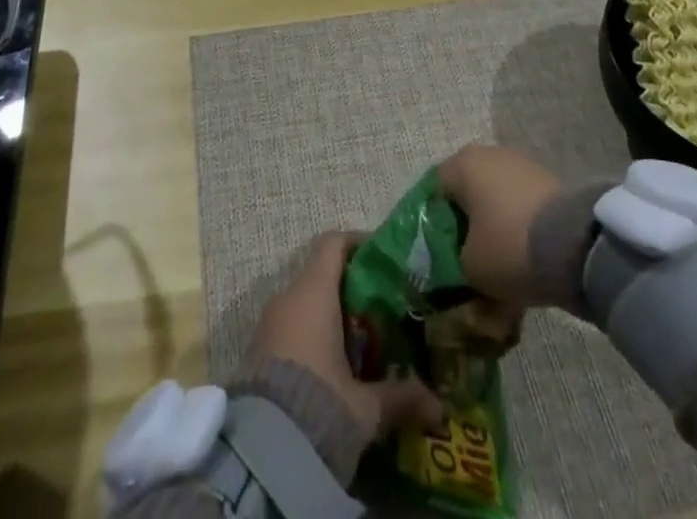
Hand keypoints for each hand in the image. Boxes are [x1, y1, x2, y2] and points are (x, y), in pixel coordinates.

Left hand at [250, 233, 445, 439]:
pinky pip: (290, 328)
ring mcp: (268, 323)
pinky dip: (312, 336)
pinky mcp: (257, 352)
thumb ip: (402, 397)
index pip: (333, 244)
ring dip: (330, 316)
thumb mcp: (366, 406)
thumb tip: (439, 406)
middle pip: (321, 274)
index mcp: (314, 292)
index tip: (382, 259)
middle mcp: (288, 297)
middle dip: (350, 289)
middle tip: (382, 311)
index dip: (357, 244)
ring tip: (363, 345)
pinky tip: (334, 369)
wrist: (261, 452)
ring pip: (304, 303)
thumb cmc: (320, 404)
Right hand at [435, 144, 562, 311]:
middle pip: (468, 191)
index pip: (435, 190)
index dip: (434, 222)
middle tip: (468, 258)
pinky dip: (518, 226)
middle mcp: (489, 155)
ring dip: (494, 224)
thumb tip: (460, 258)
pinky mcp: (548, 181)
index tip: (440, 253)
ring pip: (496, 198)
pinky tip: (524, 256)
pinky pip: (522, 205)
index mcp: (462, 165)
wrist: (577, 246)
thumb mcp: (469, 267)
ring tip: (499, 262)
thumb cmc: (508, 247)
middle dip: (467, 223)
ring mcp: (522, 165)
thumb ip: (454, 259)